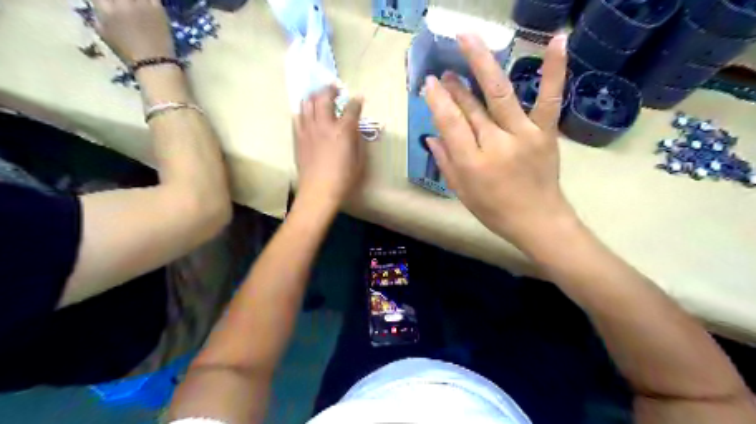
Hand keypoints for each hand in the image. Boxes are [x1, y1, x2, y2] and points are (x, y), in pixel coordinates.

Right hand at [91, 0, 173, 62]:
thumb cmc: (128, 52)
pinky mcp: (158, 9)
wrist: (154, 63)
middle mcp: (122, 2)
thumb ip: (99, 13)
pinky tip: (146, 3)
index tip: (109, 2)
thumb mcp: (104, 32)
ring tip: (134, 5)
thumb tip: (100, 4)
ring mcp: (141, 4)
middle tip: (124, 4)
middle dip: (120, 0)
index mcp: (105, 8)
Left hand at [294, 86, 363, 210]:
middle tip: (335, 88)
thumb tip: (355, 130)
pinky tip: (307, 113)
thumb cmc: (343, 179)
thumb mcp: (359, 161)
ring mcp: (308, 130)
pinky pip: (298, 117)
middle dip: (331, 89)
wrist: (318, 191)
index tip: (359, 99)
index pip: (351, 108)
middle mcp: (324, 125)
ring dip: (315, 96)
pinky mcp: (298, 137)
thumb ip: (357, 141)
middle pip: (324, 97)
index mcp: (342, 131)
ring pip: (307, 103)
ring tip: (319, 96)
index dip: (356, 101)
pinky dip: (303, 111)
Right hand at [425, 33, 573, 247]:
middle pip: (471, 107)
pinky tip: (557, 39)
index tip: (429, 84)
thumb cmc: (494, 211)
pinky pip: (550, 98)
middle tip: (444, 70)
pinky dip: (555, 69)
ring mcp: (524, 135)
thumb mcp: (461, 192)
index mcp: (472, 163)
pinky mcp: (546, 132)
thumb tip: (431, 136)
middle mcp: (496, 144)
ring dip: (482, 64)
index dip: (437, 100)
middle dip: (455, 86)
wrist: (538, 220)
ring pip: (500, 94)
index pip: (450, 123)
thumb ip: (445, 162)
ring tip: (468, 39)